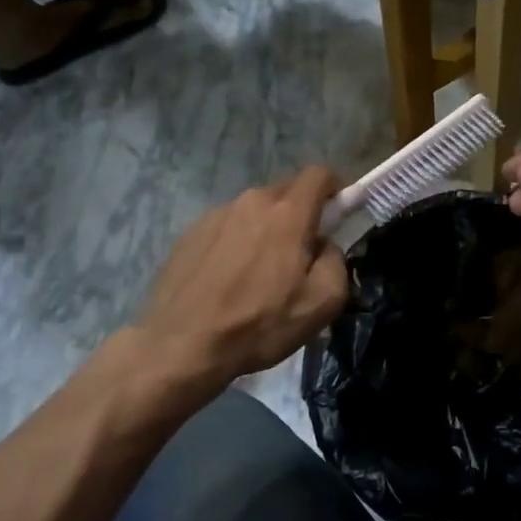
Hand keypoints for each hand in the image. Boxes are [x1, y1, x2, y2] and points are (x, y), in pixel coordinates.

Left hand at [131, 166, 348, 406]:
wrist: (181, 346)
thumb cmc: (259, 324)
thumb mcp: (322, 303)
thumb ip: (337, 262)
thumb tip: (325, 246)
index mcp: (287, 213)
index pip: (319, 174)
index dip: (336, 187)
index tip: (339, 213)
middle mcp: (251, 202)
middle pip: (287, 191)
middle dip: (302, 212)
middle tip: (303, 252)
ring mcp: (216, 215)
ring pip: (256, 210)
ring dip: (268, 229)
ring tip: (261, 272)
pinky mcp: (190, 233)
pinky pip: (228, 226)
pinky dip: (239, 242)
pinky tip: (230, 279)